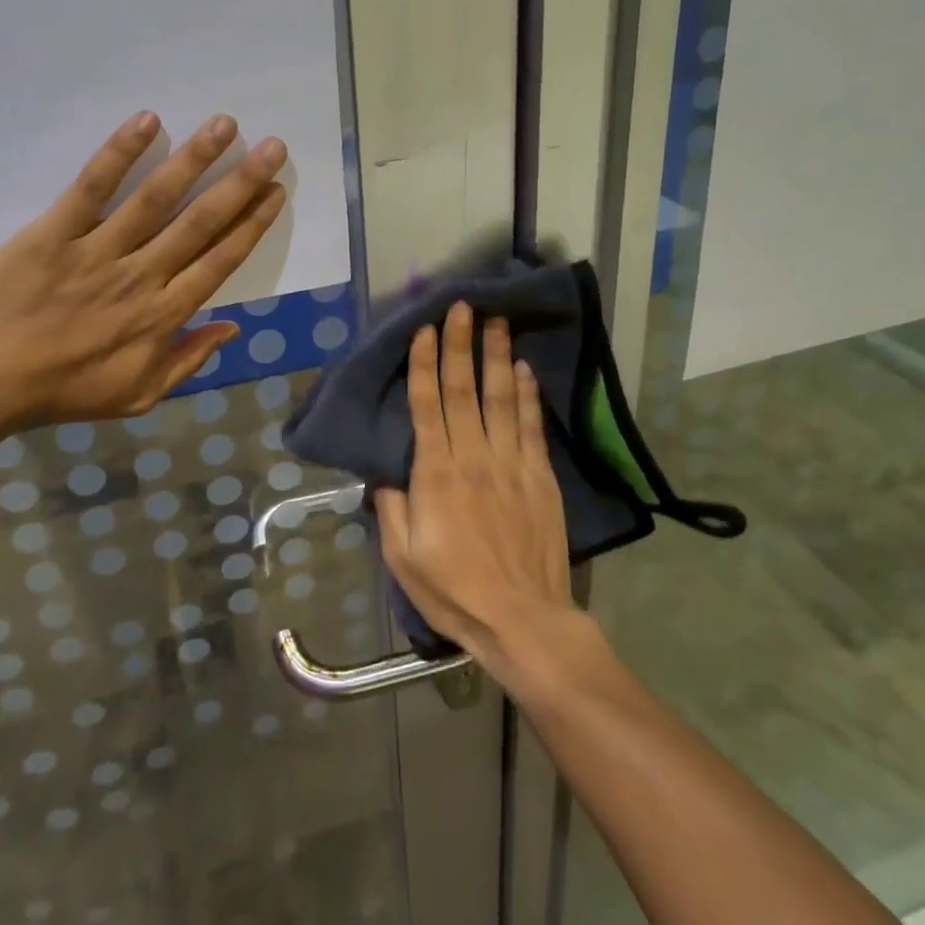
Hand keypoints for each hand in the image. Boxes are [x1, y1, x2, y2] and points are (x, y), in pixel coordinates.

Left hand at [0, 110, 286, 432]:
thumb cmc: (65, 390)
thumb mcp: (139, 395)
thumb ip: (188, 361)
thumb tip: (232, 328)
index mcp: (165, 315)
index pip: (220, 260)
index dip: (253, 224)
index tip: (276, 192)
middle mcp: (143, 276)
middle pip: (201, 222)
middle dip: (241, 182)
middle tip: (273, 147)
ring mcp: (100, 251)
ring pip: (156, 199)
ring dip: (194, 159)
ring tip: (224, 124)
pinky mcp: (55, 232)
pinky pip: (92, 188)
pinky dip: (119, 153)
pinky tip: (146, 121)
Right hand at [375, 303, 576, 677]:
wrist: (521, 619)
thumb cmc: (454, 590)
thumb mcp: (402, 556)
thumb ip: (391, 506)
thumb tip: (385, 471)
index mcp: (435, 474)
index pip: (427, 404)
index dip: (424, 363)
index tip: (425, 329)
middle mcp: (473, 457)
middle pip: (463, 389)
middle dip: (460, 344)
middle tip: (462, 306)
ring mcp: (511, 464)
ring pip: (501, 398)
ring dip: (496, 356)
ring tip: (497, 321)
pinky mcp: (540, 477)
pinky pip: (531, 426)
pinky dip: (528, 394)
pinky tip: (524, 368)